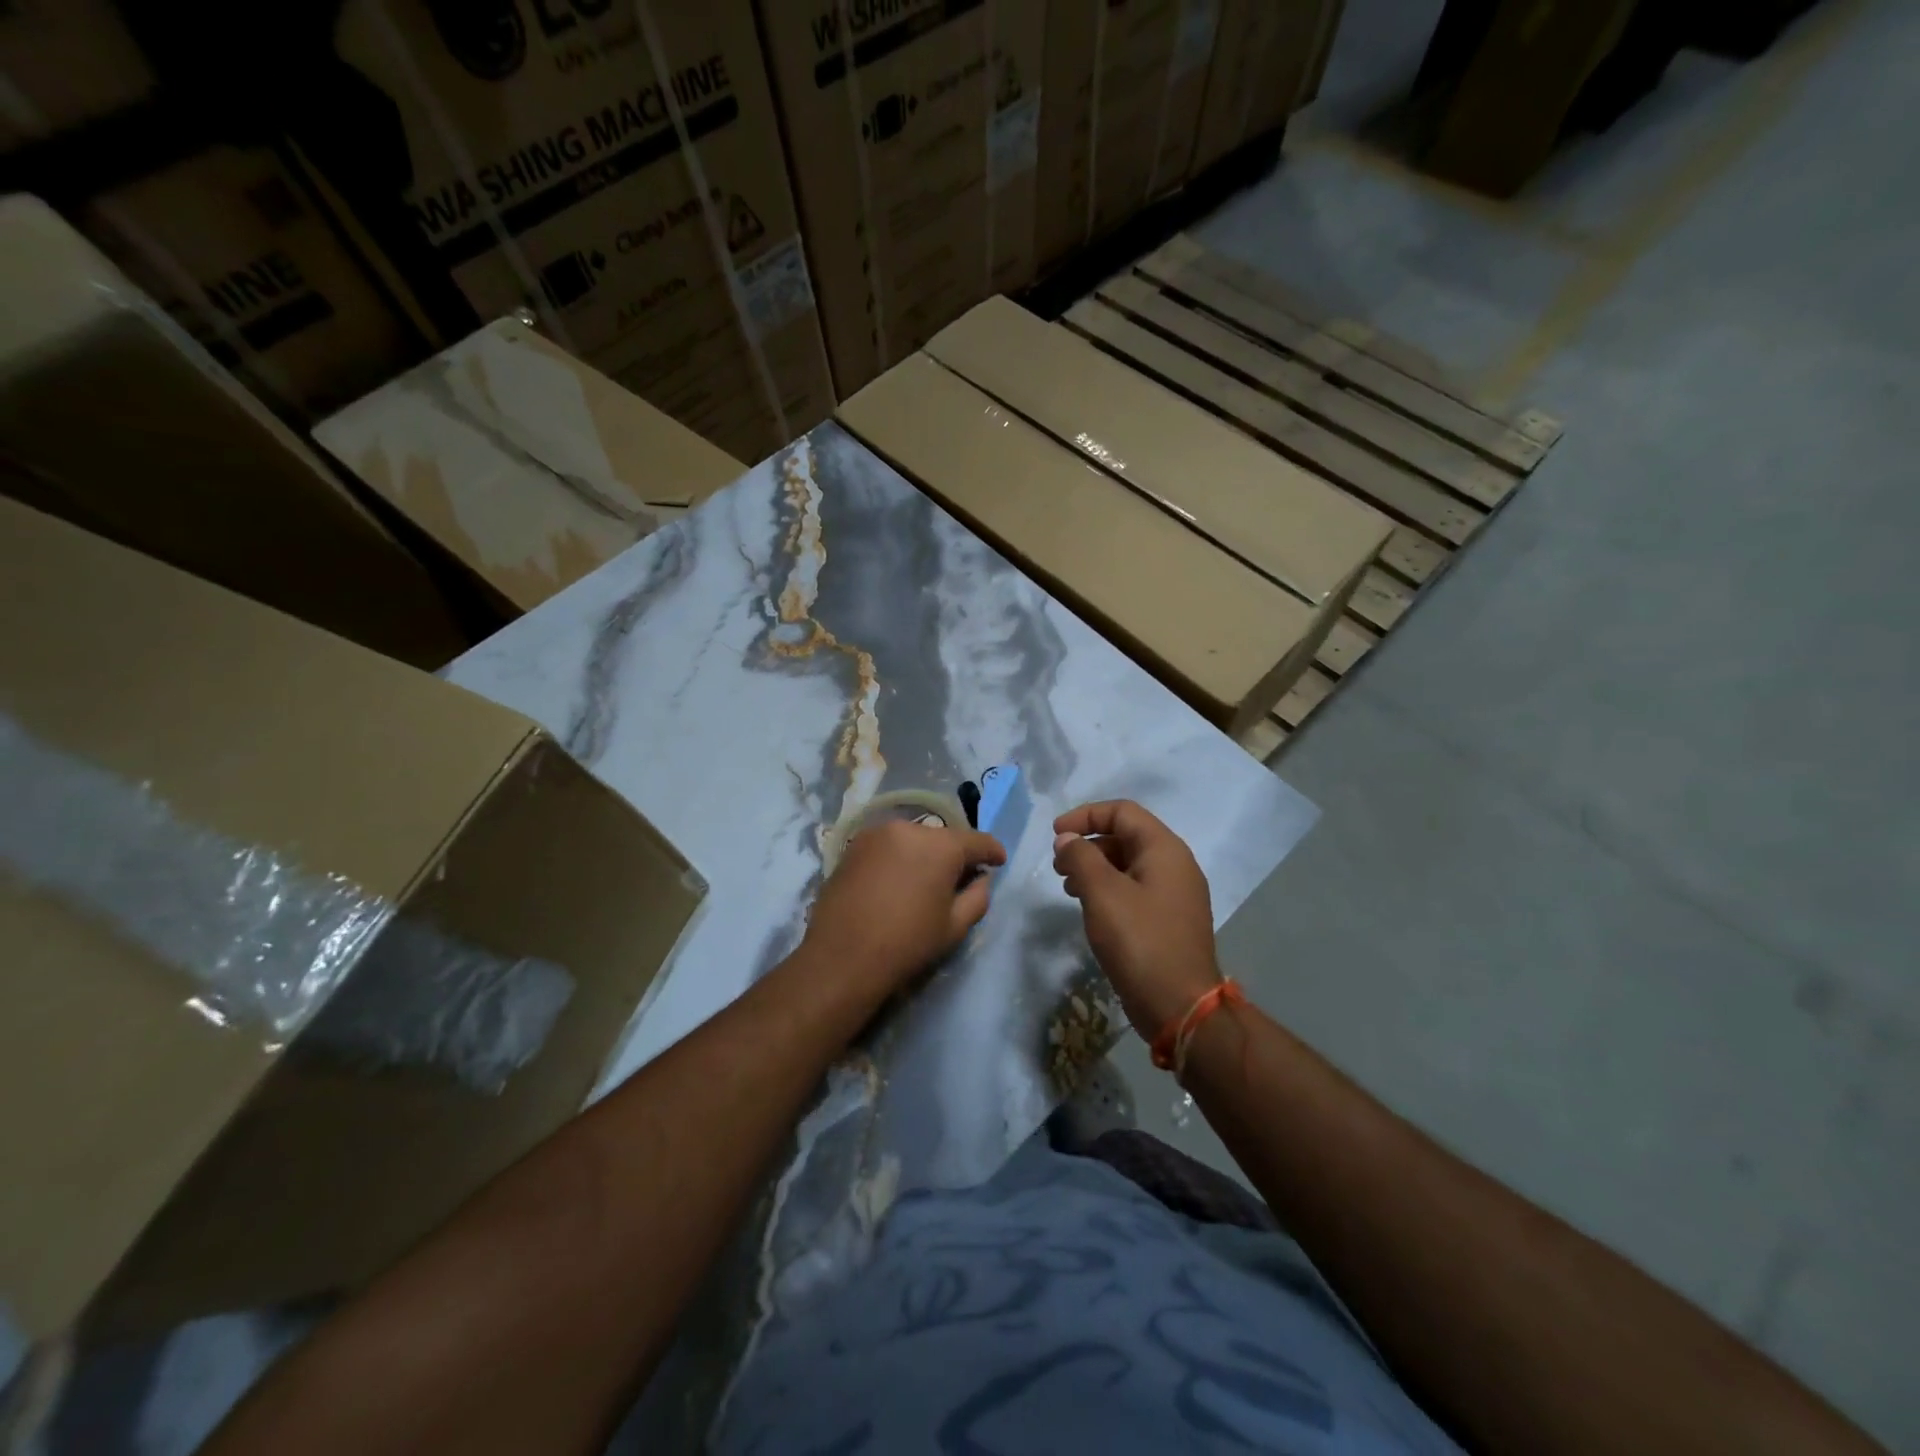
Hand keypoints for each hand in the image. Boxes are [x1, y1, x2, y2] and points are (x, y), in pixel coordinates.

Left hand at [804, 818, 1006, 999]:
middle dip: (955, 855)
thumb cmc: (907, 943)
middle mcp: (909, 828)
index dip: (992, 852)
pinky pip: (888, 846)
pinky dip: (899, 858)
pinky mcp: (853, 846)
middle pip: (943, 838)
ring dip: (924, 855)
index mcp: (941, 846)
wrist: (842, 957)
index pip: (977, 841)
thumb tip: (980, 879)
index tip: (999, 861)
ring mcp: (877, 834)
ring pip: (913, 840)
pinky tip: (897, 882)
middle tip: (960, 878)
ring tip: (925, 881)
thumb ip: (977, 897)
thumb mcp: (954, 926)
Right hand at [1053, 801, 1218, 1038]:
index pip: (1122, 812)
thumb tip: (1067, 839)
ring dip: (1094, 868)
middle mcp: (1175, 865)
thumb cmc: (1140, 941)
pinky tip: (1090, 909)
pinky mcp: (1169, 921)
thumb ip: (1080, 857)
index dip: (1085, 816)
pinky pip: (1135, 890)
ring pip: (1128, 865)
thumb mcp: (1102, 893)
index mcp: (1165, 849)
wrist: (1180, 1006)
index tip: (1055, 835)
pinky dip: (1108, 890)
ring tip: (1067, 888)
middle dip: (1088, 844)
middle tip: (1057, 866)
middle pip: (1126, 836)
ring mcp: (1175, 895)